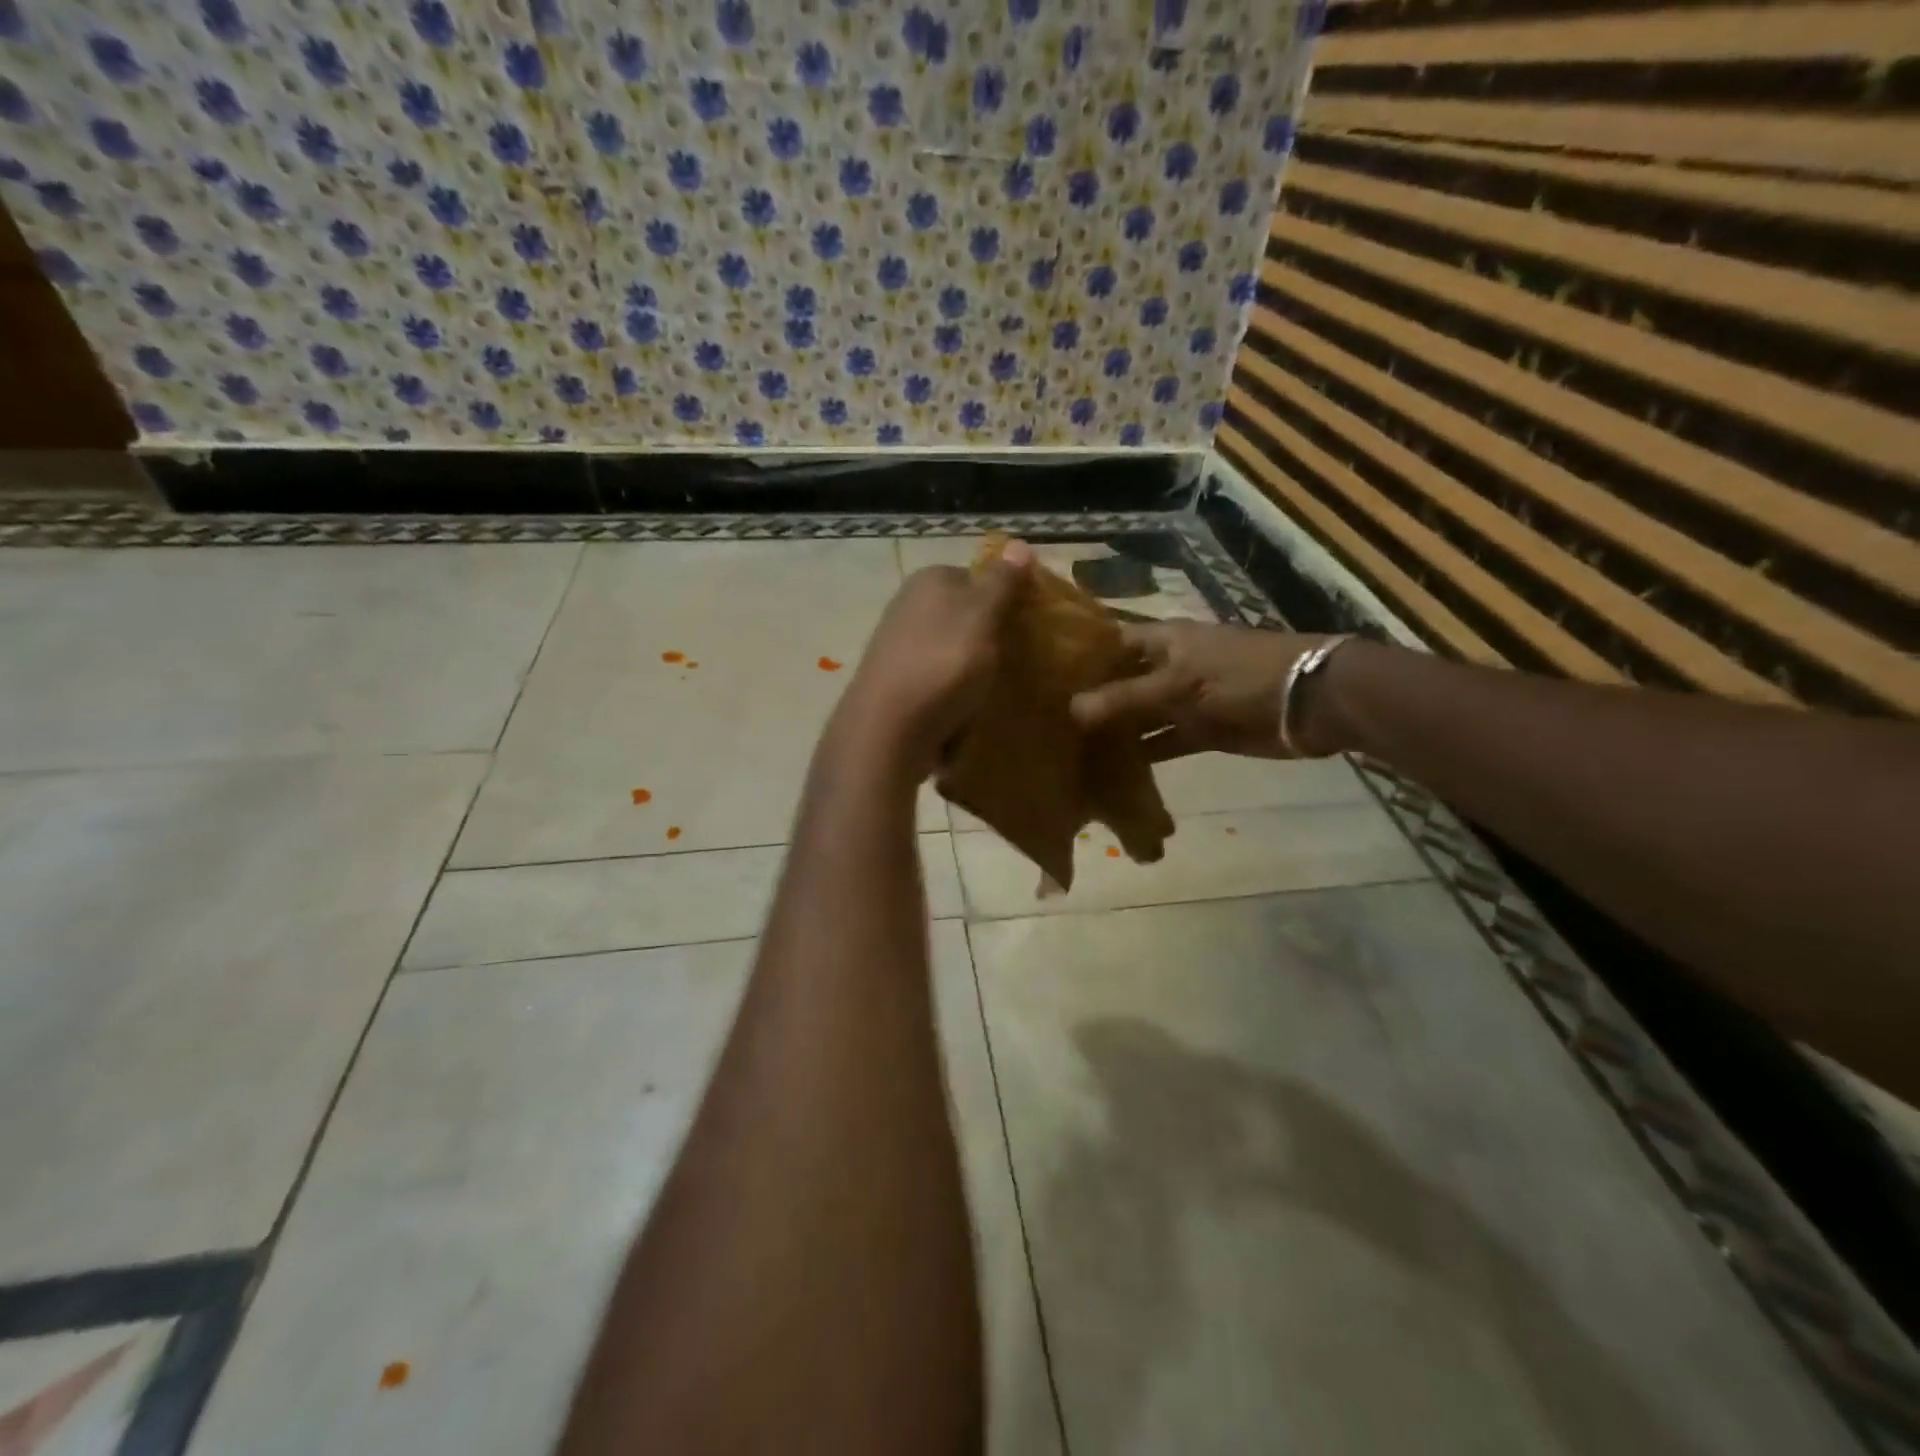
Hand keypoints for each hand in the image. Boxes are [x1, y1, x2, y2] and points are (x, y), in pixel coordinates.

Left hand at [830, 541, 1031, 778]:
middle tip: (1023, 661)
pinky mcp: (898, 686)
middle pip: (964, 616)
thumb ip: (1002, 582)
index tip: (1031, 625)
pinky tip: (972, 712)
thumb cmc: (942, 663)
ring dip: (975, 670)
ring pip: (952, 651)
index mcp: (928, 581)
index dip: (1006, 598)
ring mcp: (899, 648)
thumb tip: (1019, 543)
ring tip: (1001, 690)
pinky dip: (955, 695)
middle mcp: (908, 607)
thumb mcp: (981, 615)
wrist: (889, 729)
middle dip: (991, 637)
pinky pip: (939, 683)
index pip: (977, 577)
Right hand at [1070, 620, 1350, 759]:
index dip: (1078, 657)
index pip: (1109, 643)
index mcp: (1161, 641)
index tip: (1040, 676)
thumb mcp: (1178, 683)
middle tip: (1046, 723)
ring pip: (1139, 716)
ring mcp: (1183, 700)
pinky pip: (1162, 742)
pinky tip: (1113, 772)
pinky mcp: (1200, 731)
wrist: (1309, 702)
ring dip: (1114, 732)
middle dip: (1090, 700)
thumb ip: (1125, 697)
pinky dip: (1143, 755)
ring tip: (1069, 751)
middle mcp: (1167, 667)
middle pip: (1120, 682)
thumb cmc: (1239, 676)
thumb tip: (1071, 710)